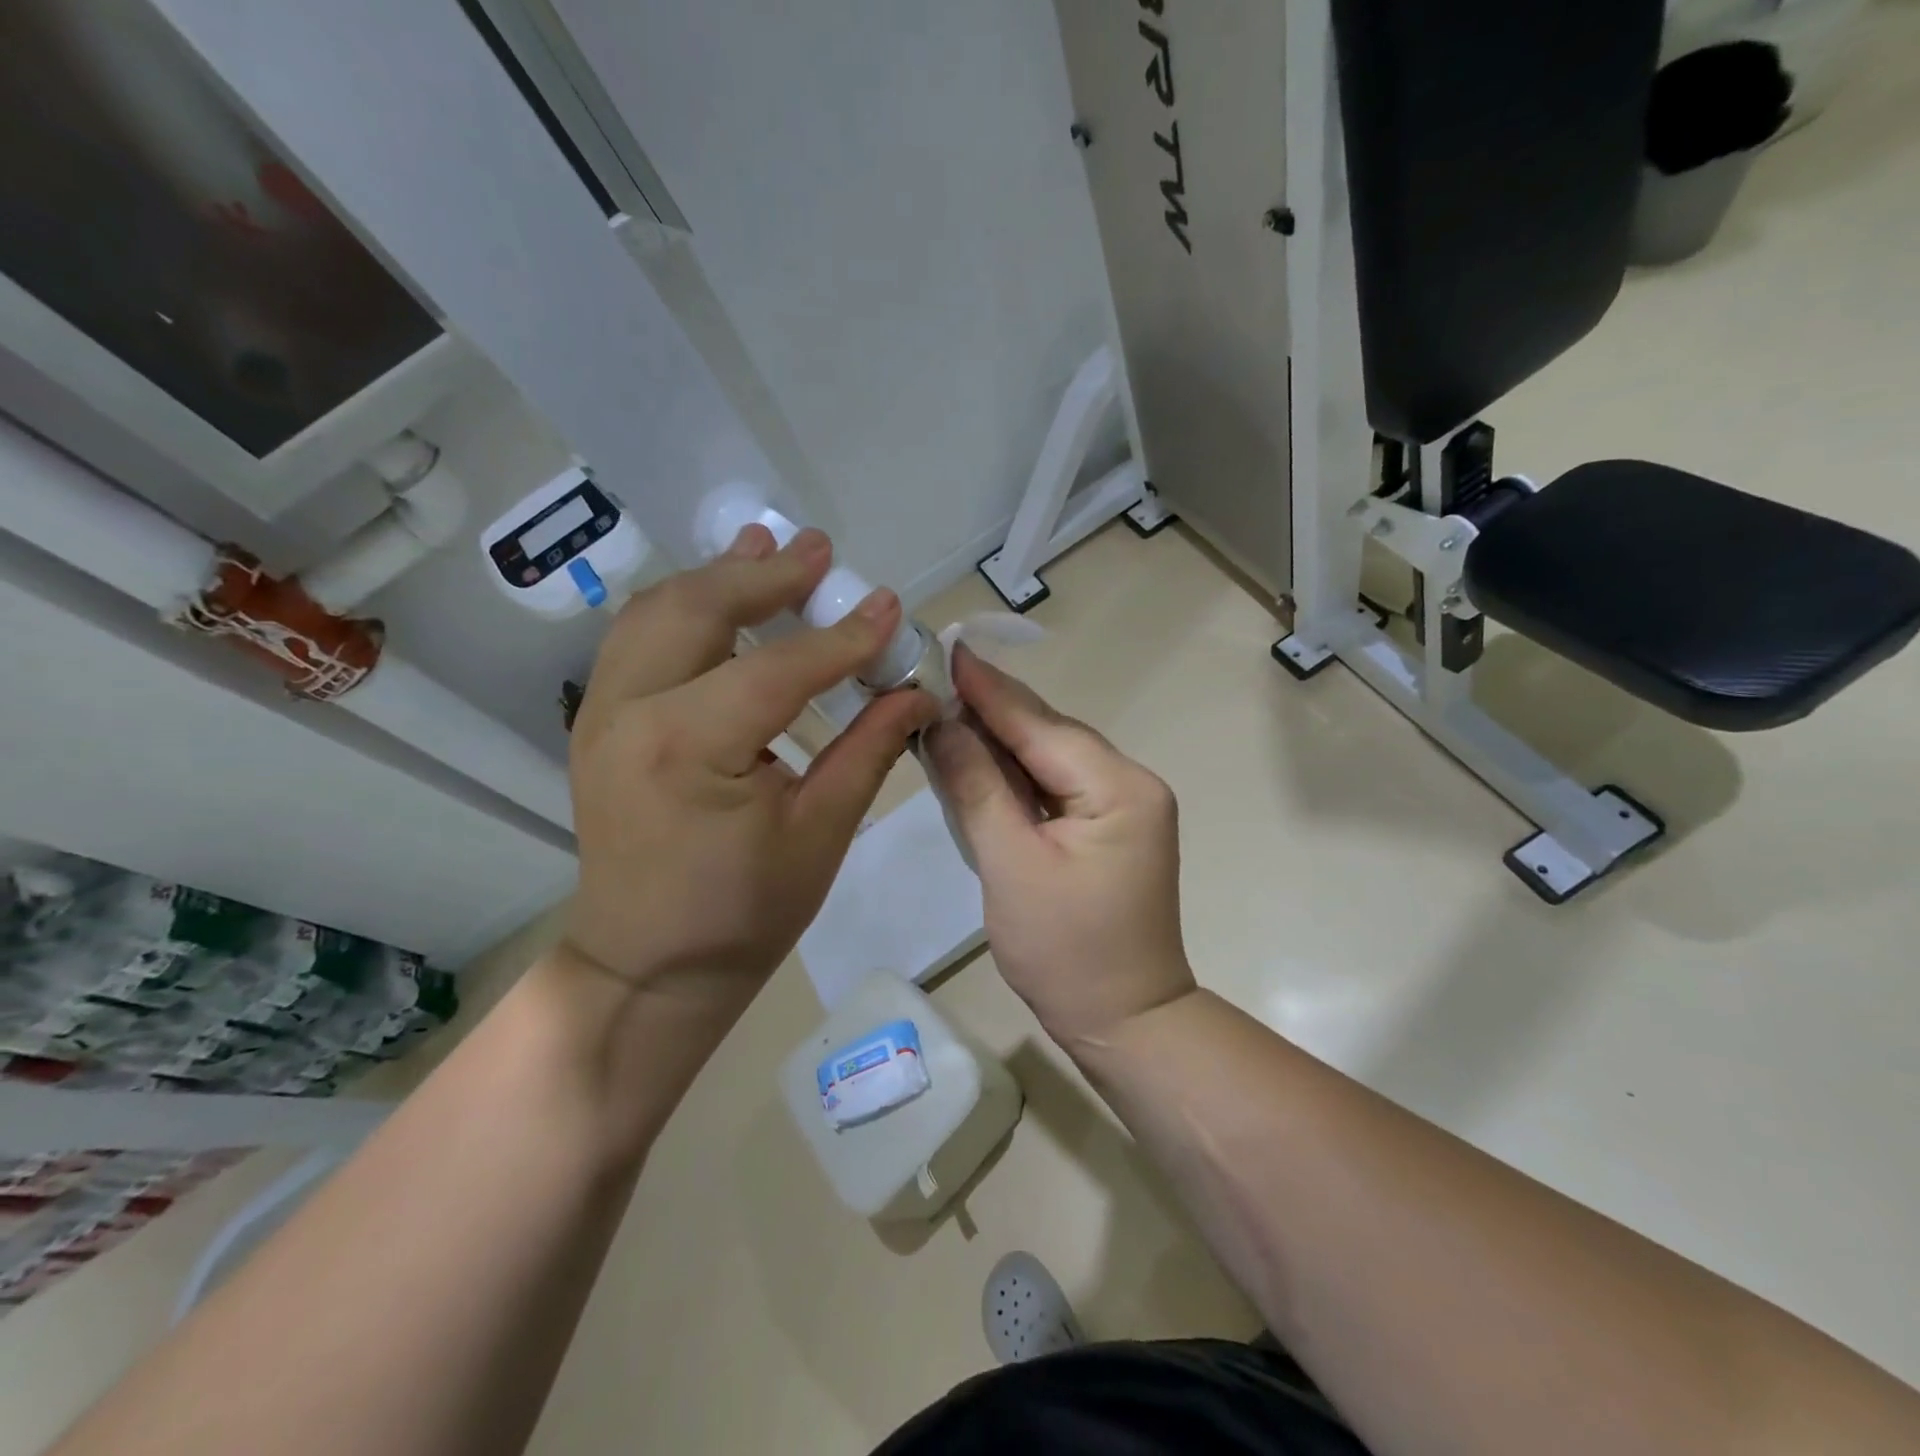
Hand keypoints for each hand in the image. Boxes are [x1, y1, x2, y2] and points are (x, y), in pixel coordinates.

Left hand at [564, 526, 939, 1011]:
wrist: (647, 966)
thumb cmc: (742, 915)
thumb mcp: (818, 836)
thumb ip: (867, 752)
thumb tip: (916, 693)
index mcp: (688, 748)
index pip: (779, 669)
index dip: (842, 638)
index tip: (890, 607)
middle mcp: (630, 712)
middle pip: (699, 610)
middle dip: (766, 575)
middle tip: (820, 551)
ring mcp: (601, 712)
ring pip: (657, 611)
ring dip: (717, 577)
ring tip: (767, 547)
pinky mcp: (598, 721)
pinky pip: (638, 639)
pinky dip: (683, 607)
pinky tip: (718, 596)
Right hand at [925, 647, 1194, 1041]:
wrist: (1123, 1022)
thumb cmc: (1066, 951)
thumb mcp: (1010, 865)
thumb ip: (976, 787)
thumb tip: (941, 724)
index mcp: (1118, 786)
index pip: (1039, 724)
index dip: (988, 689)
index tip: (946, 649)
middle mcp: (1130, 783)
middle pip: (1048, 734)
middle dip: (989, 710)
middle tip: (932, 680)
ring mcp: (1123, 806)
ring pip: (1049, 758)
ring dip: (998, 740)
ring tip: (944, 710)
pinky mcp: (1108, 827)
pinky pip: (1055, 785)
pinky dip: (1015, 774)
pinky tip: (978, 758)